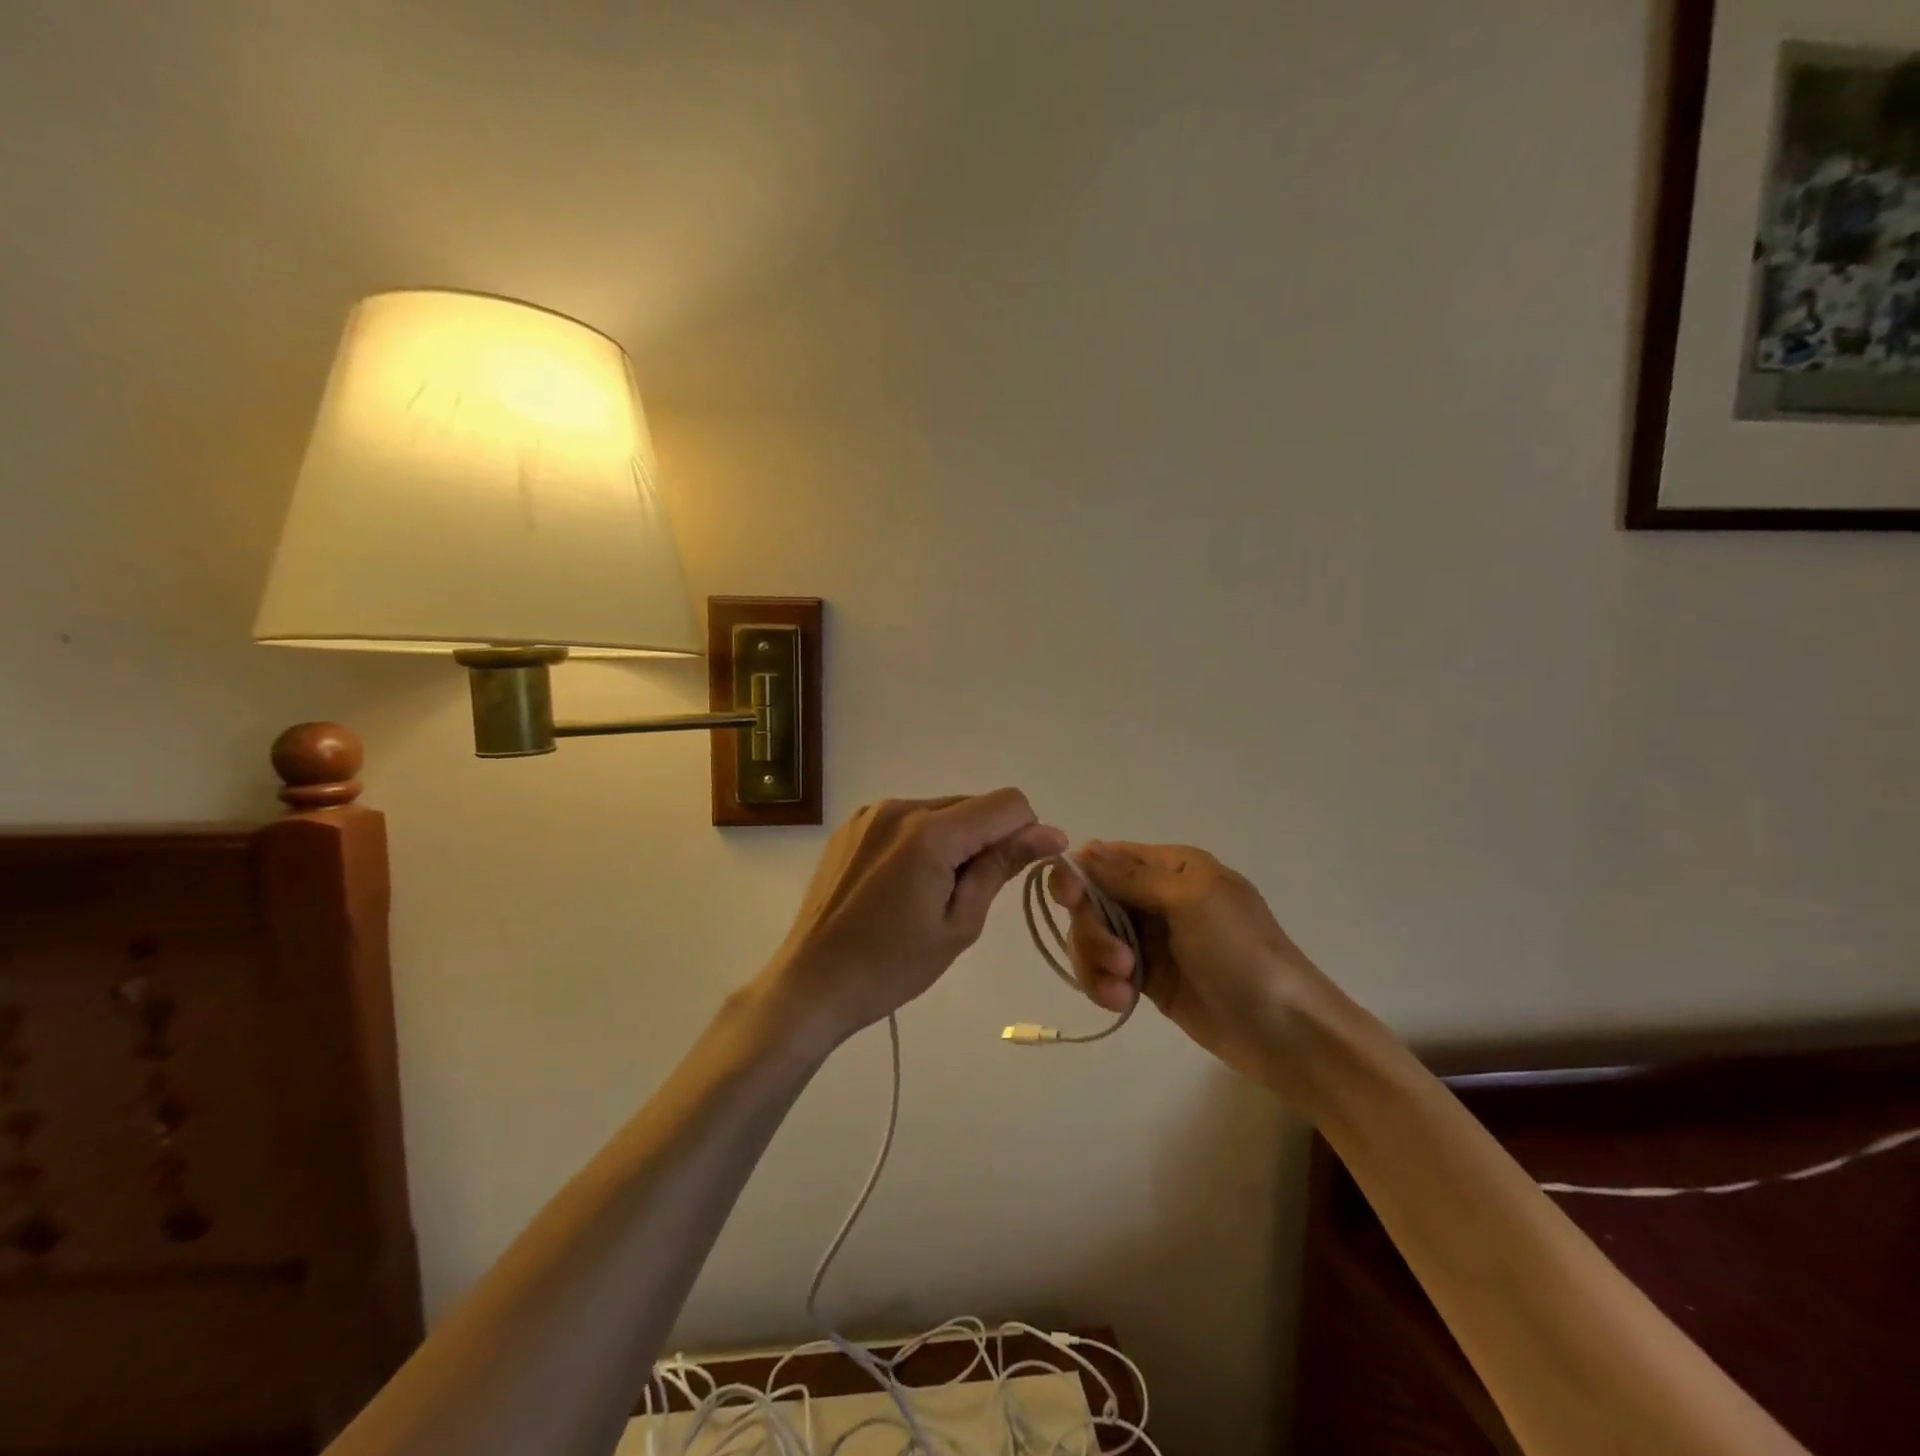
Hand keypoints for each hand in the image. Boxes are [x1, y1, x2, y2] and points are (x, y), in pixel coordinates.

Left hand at [762, 792, 1066, 1048]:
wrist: (812, 984)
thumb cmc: (892, 967)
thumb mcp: (959, 923)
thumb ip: (1001, 867)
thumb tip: (1051, 833)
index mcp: (930, 832)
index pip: (1007, 803)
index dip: (1026, 833)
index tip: (1020, 871)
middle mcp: (900, 807)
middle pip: (973, 805)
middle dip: (987, 841)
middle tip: (967, 896)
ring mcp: (871, 813)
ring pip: (941, 811)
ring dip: (954, 841)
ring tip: (929, 894)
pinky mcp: (853, 825)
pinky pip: (908, 819)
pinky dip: (923, 841)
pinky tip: (902, 885)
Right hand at [1051, 842, 1336, 1092]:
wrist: (1284, 1031)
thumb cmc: (1241, 953)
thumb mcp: (1190, 900)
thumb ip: (1132, 876)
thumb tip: (1083, 851)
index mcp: (1171, 866)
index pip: (1105, 857)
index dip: (1079, 875)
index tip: (1069, 900)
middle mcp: (1155, 896)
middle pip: (1091, 900)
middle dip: (1092, 929)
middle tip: (1117, 958)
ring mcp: (1150, 939)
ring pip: (1091, 937)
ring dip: (1096, 961)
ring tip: (1122, 987)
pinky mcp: (1147, 978)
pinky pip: (1103, 970)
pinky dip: (1103, 984)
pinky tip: (1121, 1001)